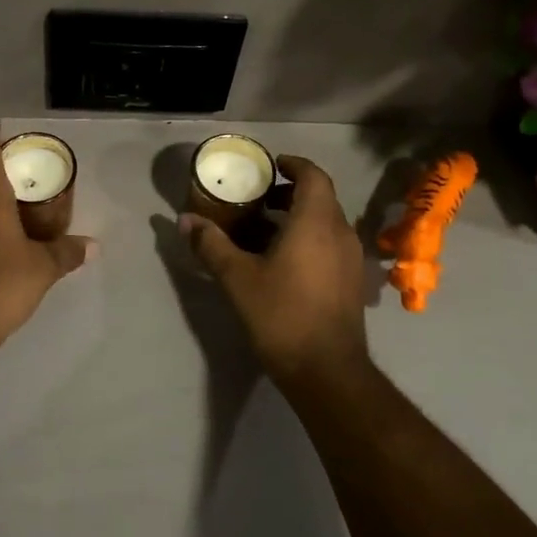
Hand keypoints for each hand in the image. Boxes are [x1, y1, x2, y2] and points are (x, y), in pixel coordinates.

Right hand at [180, 155, 369, 385]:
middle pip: (319, 198)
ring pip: (325, 223)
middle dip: (288, 193)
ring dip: (297, 217)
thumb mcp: (238, 278)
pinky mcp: (351, 282)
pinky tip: (280, 261)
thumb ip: (212, 244)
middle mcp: (340, 233)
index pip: (313, 175)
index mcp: (316, 222)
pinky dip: (307, 239)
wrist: (327, 372)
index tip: (269, 166)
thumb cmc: (282, 314)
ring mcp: (350, 259)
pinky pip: (330, 244)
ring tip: (261, 229)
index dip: (293, 164)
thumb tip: (185, 220)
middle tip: (256, 198)